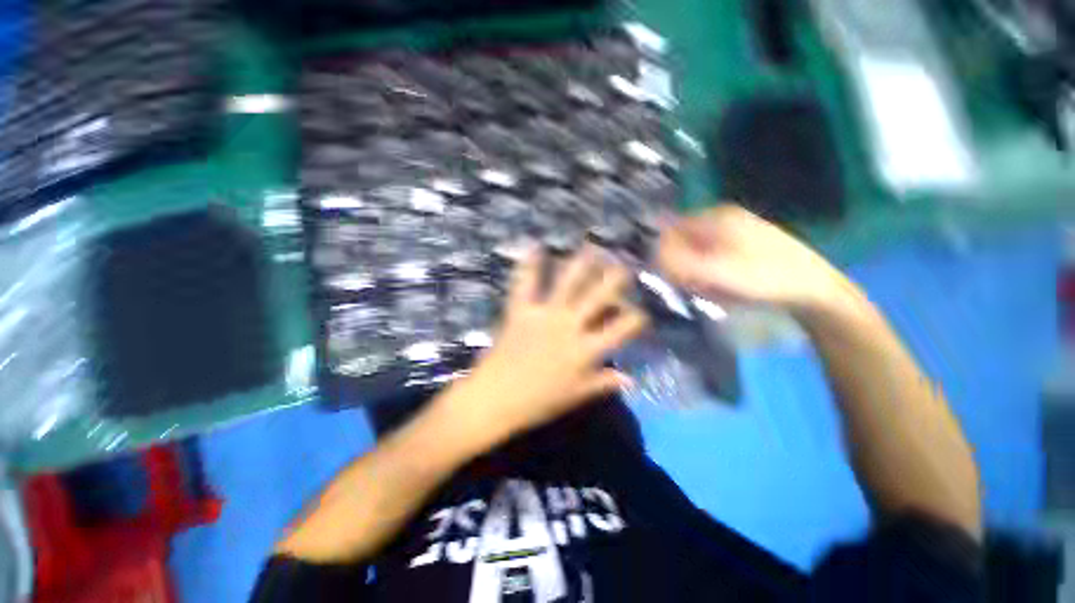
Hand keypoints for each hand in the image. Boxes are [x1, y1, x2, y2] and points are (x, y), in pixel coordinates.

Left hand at [455, 245, 648, 439]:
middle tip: (623, 266)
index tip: (640, 313)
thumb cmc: (538, 402)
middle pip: (599, 296)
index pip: (622, 327)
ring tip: (591, 248)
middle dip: (615, 279)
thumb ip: (604, 383)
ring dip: (581, 263)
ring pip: (568, 282)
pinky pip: (525, 283)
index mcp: (587, 349)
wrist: (496, 398)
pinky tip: (534, 246)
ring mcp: (545, 314)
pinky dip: (529, 264)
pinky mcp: (521, 310)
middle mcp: (570, 325)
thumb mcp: (576, 396)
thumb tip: (630, 379)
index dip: (637, 318)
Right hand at [656, 205, 850, 314]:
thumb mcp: (717, 271)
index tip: (676, 278)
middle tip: (698, 287)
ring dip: (697, 274)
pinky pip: (710, 261)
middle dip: (684, 268)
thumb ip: (679, 262)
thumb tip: (651, 254)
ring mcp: (733, 232)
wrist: (815, 290)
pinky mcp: (741, 247)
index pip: (670, 231)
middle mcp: (722, 220)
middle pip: (682, 243)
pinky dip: (710, 276)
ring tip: (714, 290)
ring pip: (695, 254)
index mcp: (715, 217)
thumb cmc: (765, 277)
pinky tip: (723, 288)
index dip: (665, 256)